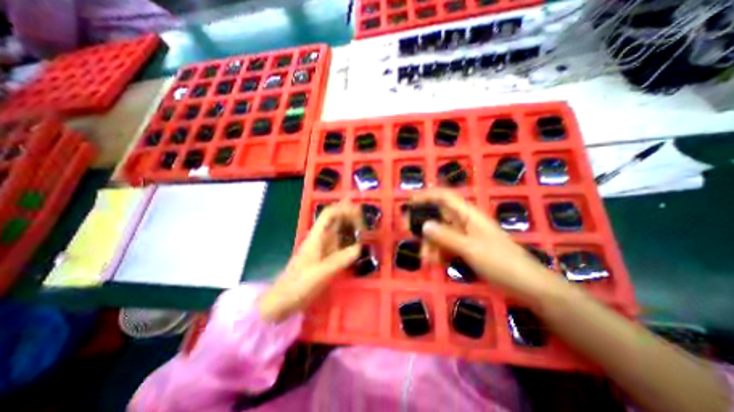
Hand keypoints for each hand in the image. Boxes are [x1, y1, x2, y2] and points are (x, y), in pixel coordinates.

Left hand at [259, 201, 361, 323]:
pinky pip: (341, 244)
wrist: (284, 300)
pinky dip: (350, 240)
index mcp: (316, 237)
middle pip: (335, 220)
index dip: (342, 209)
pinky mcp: (327, 257)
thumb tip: (359, 247)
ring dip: (351, 226)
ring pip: (339, 231)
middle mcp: (321, 239)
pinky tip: (358, 243)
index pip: (329, 215)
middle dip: (349, 215)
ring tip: (365, 226)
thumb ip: (339, 260)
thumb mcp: (320, 273)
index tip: (357, 211)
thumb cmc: (298, 285)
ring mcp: (324, 248)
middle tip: (365, 217)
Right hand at [411, 189, 556, 300]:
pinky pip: (447, 244)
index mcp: (469, 214)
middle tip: (408, 232)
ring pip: (441, 232)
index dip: (427, 195)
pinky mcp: (467, 247)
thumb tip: (424, 225)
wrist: (528, 284)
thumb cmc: (501, 262)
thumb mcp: (470, 249)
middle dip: (424, 224)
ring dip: (431, 243)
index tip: (410, 202)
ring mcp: (466, 235)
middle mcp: (466, 221)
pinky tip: (435, 262)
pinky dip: (439, 251)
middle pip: (439, 215)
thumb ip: (446, 236)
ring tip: (425, 259)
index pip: (445, 196)